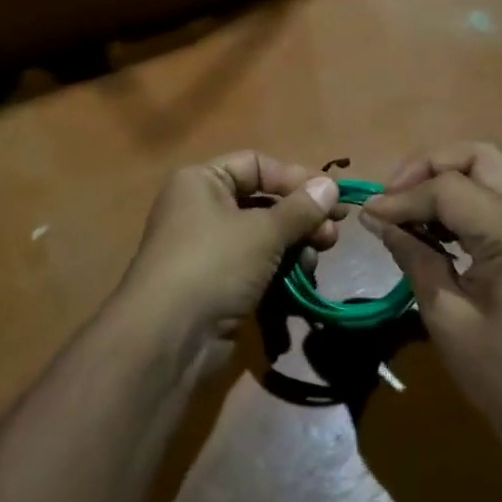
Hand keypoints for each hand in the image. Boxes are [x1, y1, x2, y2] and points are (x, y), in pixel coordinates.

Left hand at [115, 151, 343, 365]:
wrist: (169, 337)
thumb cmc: (213, 264)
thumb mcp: (262, 231)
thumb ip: (300, 209)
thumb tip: (330, 186)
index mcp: (202, 181)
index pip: (255, 164)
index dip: (294, 178)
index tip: (332, 197)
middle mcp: (202, 208)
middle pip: (262, 202)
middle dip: (300, 218)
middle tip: (332, 236)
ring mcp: (209, 249)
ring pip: (262, 237)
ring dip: (294, 246)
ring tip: (315, 260)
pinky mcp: (218, 284)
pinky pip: (256, 267)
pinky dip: (279, 271)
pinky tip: (301, 282)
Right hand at [360, 142, 501, 448]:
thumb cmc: (500, 374)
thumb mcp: (444, 314)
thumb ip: (411, 253)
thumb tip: (375, 217)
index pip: (449, 188)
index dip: (403, 198)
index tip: (370, 214)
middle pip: (478, 154)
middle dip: (428, 167)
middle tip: (396, 198)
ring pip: (494, 163)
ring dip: (450, 174)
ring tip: (416, 206)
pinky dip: (472, 190)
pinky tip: (447, 221)